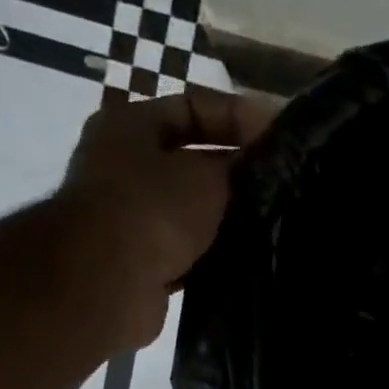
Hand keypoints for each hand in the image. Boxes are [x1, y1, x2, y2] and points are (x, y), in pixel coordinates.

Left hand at [50, 89, 276, 355]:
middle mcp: (124, 166)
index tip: (280, 138)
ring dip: (226, 218)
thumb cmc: (153, 209)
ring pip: (192, 211)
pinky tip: (246, 259)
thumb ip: (237, 165)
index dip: (240, 117)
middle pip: (192, 160)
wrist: (108, 282)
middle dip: (235, 172)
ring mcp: (130, 219)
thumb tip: (258, 164)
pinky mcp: (143, 265)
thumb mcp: (206, 175)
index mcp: (130, 125)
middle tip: (281, 184)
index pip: (194, 106)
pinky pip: (188, 252)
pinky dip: (213, 255)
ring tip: (271, 223)